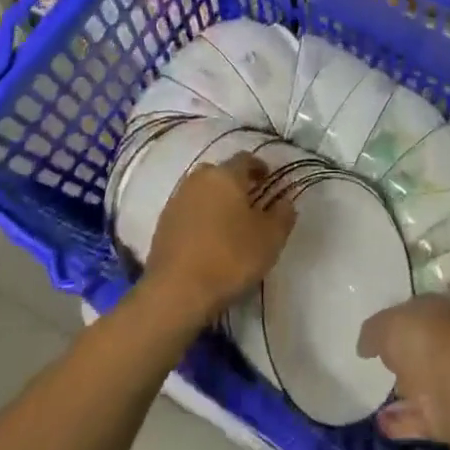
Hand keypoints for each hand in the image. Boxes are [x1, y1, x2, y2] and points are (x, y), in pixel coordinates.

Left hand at [143, 154, 295, 325]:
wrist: (176, 291)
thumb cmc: (230, 258)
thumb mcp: (270, 239)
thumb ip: (283, 215)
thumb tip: (286, 201)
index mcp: (226, 175)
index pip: (245, 159)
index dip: (259, 167)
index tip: (267, 179)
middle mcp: (199, 179)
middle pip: (220, 173)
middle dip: (234, 183)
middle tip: (248, 202)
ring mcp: (177, 199)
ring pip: (201, 191)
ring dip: (214, 200)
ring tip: (227, 223)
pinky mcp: (163, 222)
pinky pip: (187, 210)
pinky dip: (199, 217)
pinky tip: (206, 238)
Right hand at [358, 295, 449, 444]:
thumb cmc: (425, 342)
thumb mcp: (387, 325)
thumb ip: (374, 332)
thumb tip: (366, 344)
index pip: (435, 305)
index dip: (414, 312)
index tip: (392, 322)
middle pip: (437, 343)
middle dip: (416, 352)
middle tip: (389, 359)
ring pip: (432, 382)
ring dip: (409, 390)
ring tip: (380, 395)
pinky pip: (425, 417)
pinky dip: (404, 421)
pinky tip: (380, 423)